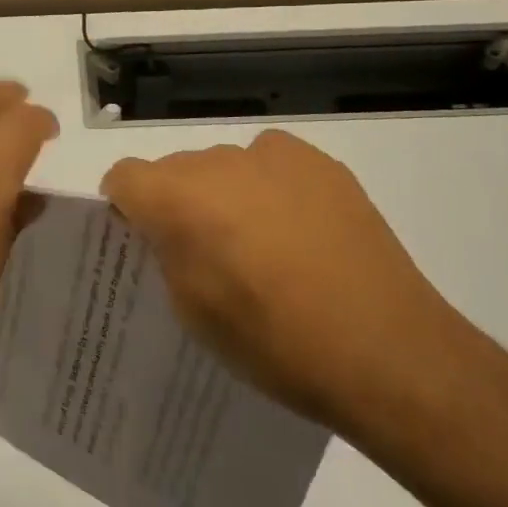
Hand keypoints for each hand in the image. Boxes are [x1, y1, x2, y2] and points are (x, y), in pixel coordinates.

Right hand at [102, 129, 471, 434]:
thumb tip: (171, 231)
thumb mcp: (193, 310)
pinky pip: (270, 163)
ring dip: (223, 194)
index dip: (124, 207)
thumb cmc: (273, 342)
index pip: (123, 176)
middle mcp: (218, 162)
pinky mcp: (320, 162)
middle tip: (204, 252)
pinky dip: (268, 186)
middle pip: (174, 169)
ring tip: (259, 244)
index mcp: (177, 198)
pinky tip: (297, 230)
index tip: (141, 239)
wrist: (385, 350)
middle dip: (176, 201)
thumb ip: (167, 254)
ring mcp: (273, 156)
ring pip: (223, 165)